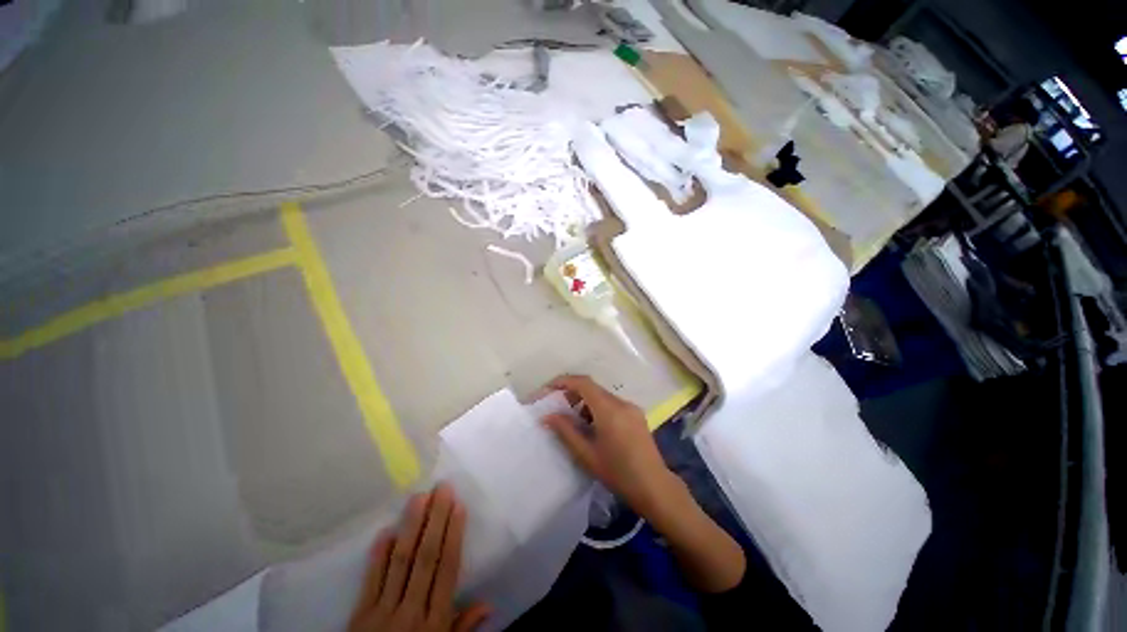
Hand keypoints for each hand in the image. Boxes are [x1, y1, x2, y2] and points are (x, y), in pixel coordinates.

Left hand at [348, 484, 489, 631]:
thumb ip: (462, 628)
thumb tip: (489, 604)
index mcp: (434, 622)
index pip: (447, 569)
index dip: (453, 535)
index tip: (459, 506)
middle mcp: (410, 611)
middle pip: (425, 558)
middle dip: (435, 520)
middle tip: (442, 489)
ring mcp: (382, 612)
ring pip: (400, 562)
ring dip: (410, 528)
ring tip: (419, 498)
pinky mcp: (359, 616)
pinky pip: (370, 582)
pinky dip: (377, 556)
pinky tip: (386, 531)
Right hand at [542, 375, 745, 592]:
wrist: (654, 487)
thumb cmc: (618, 473)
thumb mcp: (587, 454)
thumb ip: (566, 431)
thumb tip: (547, 416)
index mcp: (609, 409)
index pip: (584, 383)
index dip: (564, 381)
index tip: (549, 389)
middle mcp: (621, 402)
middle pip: (593, 388)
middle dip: (573, 392)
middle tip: (558, 407)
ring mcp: (631, 407)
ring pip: (603, 395)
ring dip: (586, 401)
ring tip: (573, 420)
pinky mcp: (637, 415)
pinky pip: (613, 403)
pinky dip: (598, 407)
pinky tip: (593, 426)